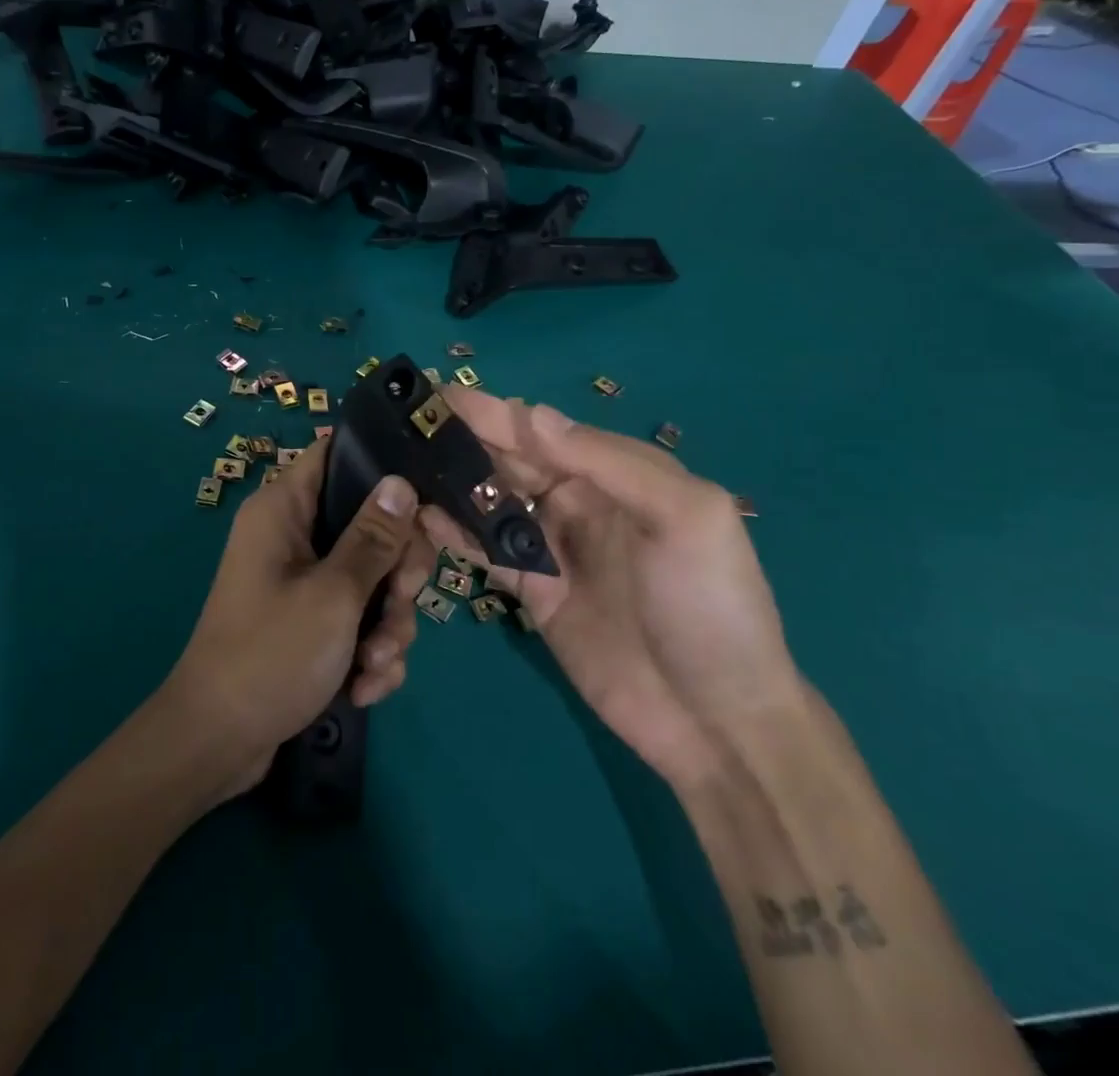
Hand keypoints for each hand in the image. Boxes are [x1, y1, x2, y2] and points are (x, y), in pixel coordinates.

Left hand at [160, 440, 424, 798]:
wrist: (218, 743)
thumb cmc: (270, 655)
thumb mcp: (334, 595)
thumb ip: (374, 538)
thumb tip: (401, 481)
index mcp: (285, 510)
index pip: (336, 454)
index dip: (383, 468)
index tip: (424, 506)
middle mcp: (292, 536)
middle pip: (370, 526)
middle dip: (396, 575)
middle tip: (401, 603)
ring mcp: (301, 581)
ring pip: (371, 580)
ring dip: (387, 626)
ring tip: (375, 666)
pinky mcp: (309, 622)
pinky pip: (357, 619)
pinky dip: (368, 652)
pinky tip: (365, 688)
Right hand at [430, 387, 805, 785]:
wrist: (718, 722)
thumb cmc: (708, 607)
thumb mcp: (683, 519)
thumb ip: (607, 462)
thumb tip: (530, 414)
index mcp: (617, 474)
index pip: (542, 430)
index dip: (492, 411)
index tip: (438, 394)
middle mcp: (580, 502)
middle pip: (510, 460)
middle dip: (462, 439)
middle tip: (405, 424)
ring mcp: (554, 549)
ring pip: (492, 502)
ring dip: (451, 481)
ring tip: (400, 463)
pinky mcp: (533, 593)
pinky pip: (487, 552)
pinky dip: (455, 534)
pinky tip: (422, 517)